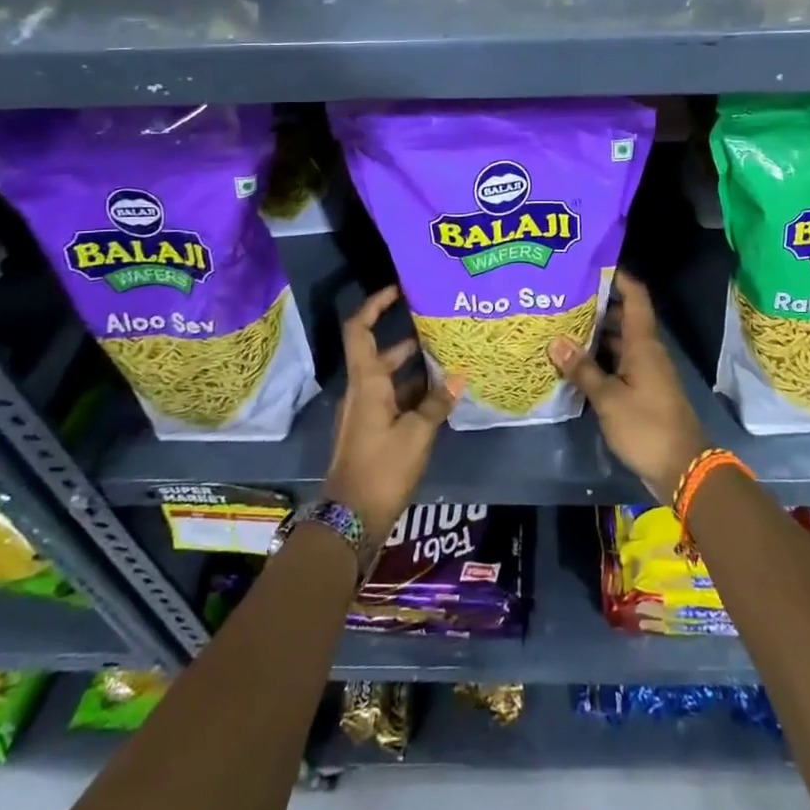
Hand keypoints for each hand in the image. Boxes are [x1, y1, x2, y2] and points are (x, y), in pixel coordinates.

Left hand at [323, 286, 462, 536]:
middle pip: (379, 352)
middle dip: (407, 337)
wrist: (351, 519)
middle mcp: (362, 390)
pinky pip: (393, 399)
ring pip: (389, 377)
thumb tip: (458, 376)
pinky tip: (440, 395)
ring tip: (448, 357)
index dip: (375, 305)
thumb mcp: (417, 433)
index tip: (398, 290)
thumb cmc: (382, 468)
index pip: (360, 330)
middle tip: (438, 325)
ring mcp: (366, 412)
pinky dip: (413, 392)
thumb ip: (437, 403)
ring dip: (414, 367)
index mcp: (366, 382)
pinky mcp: (373, 431)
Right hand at [550, 270, 707, 503]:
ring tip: (562, 327)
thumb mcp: (608, 398)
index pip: (635, 297)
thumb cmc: (646, 426)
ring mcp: (646, 371)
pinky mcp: (643, 391)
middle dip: (596, 306)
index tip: (592, 264)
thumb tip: (555, 341)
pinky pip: (620, 363)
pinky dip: (600, 359)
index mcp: (643, 343)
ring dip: (596, 335)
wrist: (683, 468)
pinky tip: (576, 363)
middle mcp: (647, 350)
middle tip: (563, 298)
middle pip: (623, 317)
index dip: (618, 277)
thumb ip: (582, 369)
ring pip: (620, 342)